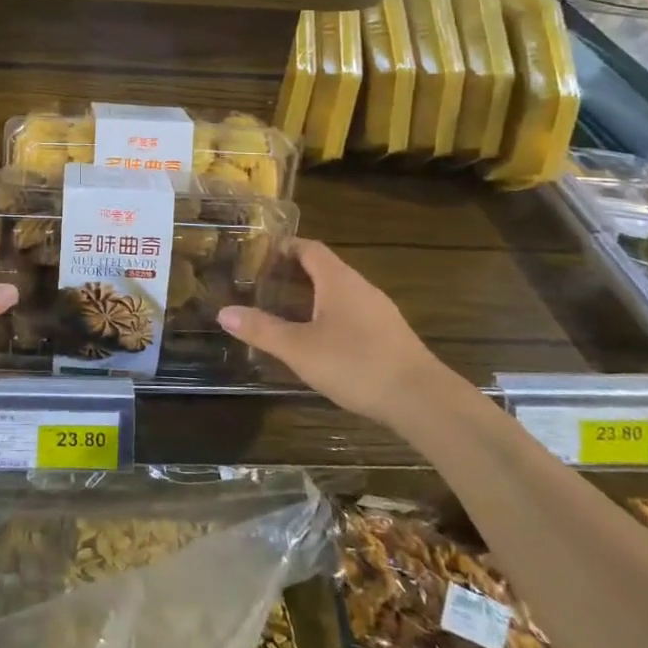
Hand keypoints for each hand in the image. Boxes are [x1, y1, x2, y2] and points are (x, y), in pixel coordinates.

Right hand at [218, 239, 451, 427]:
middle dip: (293, 273)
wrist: (423, 401)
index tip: (259, 254)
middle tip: (263, 285)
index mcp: (338, 280)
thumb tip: (224, 311)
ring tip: (285, 312)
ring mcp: (379, 311)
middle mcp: (360, 287)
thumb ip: (262, 330)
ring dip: (313, 296)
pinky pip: (353, 313)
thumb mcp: (300, 349)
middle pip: (324, 268)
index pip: (309, 248)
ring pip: (339, 292)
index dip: (284, 247)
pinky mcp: (390, 336)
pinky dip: (331, 316)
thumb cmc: (356, 364)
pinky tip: (320, 341)